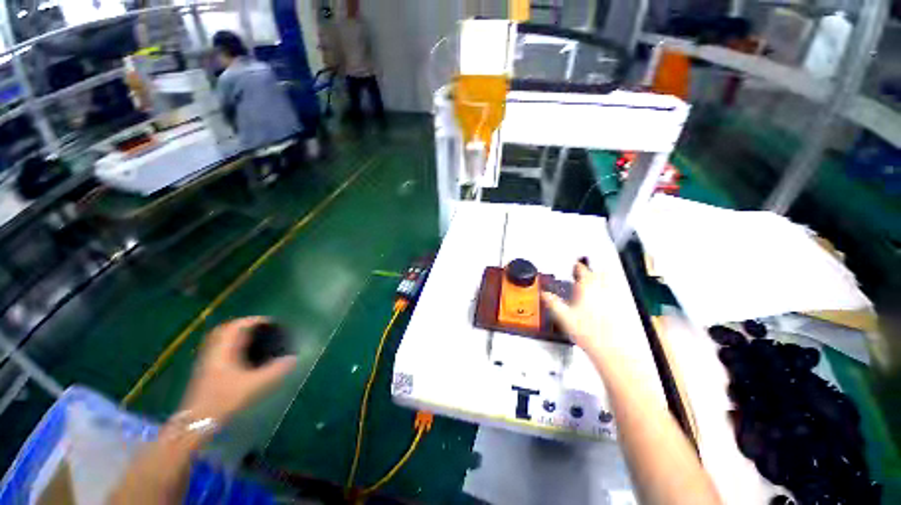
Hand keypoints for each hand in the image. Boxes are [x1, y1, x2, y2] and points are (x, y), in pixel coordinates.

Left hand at [178, 317, 295, 423]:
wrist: (196, 422)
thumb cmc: (224, 399)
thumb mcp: (254, 384)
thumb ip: (275, 370)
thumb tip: (293, 359)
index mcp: (223, 349)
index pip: (237, 326)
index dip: (254, 321)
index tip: (271, 322)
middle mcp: (213, 351)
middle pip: (226, 330)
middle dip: (245, 326)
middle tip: (262, 329)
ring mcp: (206, 361)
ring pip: (221, 340)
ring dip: (237, 336)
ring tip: (255, 339)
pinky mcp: (205, 371)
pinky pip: (219, 350)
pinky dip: (231, 346)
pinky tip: (242, 356)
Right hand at [542, 262, 615, 355]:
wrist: (609, 349)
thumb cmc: (588, 332)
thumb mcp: (563, 316)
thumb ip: (552, 302)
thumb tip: (545, 294)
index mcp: (587, 288)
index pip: (582, 271)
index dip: (578, 267)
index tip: (575, 265)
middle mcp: (602, 291)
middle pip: (600, 274)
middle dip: (593, 271)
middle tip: (587, 271)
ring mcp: (613, 300)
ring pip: (610, 282)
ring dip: (603, 279)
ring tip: (596, 281)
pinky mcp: (619, 310)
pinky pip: (615, 294)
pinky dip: (609, 292)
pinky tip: (603, 300)